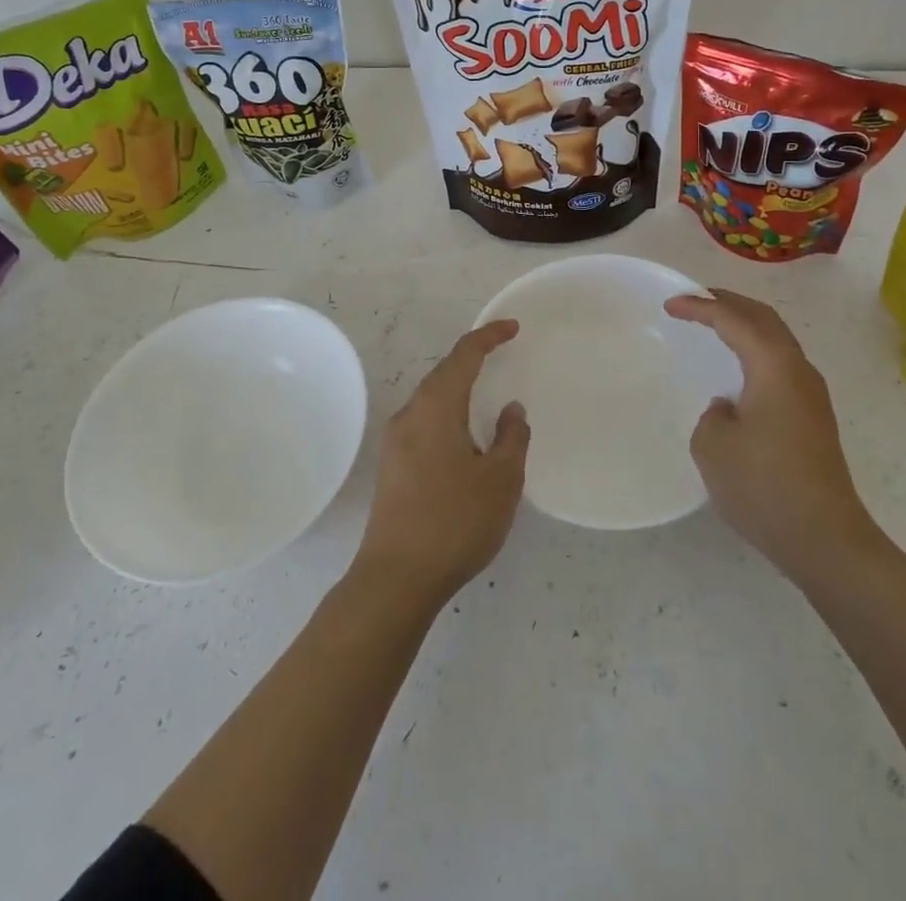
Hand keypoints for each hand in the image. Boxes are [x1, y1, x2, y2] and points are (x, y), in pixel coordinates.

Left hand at [352, 320, 530, 606]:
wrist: (396, 579)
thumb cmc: (454, 522)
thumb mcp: (501, 480)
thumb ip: (512, 438)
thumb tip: (511, 410)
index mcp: (436, 407)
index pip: (463, 356)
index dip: (488, 337)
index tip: (512, 327)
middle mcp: (410, 415)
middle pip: (443, 373)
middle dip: (472, 359)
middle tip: (502, 354)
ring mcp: (396, 441)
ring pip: (432, 399)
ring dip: (459, 388)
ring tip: (487, 393)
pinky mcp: (392, 466)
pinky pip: (425, 422)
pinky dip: (449, 413)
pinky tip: (465, 436)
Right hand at [665, 289, 876, 575]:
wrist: (825, 539)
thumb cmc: (763, 485)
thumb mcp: (713, 445)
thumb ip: (713, 414)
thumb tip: (729, 409)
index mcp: (774, 366)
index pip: (734, 319)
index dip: (700, 307)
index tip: (670, 306)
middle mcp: (799, 370)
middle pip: (765, 319)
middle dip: (730, 303)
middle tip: (697, 299)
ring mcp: (812, 395)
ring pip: (777, 340)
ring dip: (746, 326)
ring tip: (716, 326)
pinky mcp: (814, 419)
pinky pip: (781, 365)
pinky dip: (756, 351)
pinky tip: (740, 370)